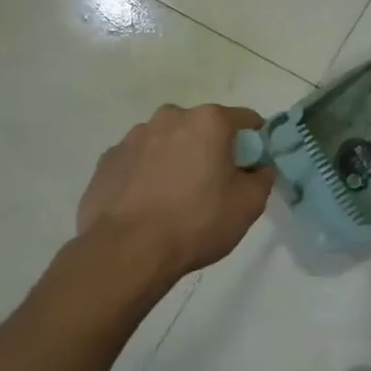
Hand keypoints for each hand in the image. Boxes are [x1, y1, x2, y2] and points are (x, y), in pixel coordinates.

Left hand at [76, 105, 274, 286]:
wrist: (127, 251)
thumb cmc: (197, 222)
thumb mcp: (250, 204)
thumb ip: (262, 177)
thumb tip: (256, 168)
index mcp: (209, 122)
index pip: (245, 119)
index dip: (254, 141)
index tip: (252, 166)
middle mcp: (170, 118)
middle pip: (202, 127)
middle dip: (211, 148)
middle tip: (213, 184)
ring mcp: (133, 138)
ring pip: (168, 142)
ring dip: (177, 158)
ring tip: (175, 197)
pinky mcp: (108, 161)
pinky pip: (139, 161)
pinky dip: (147, 174)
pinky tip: (148, 204)